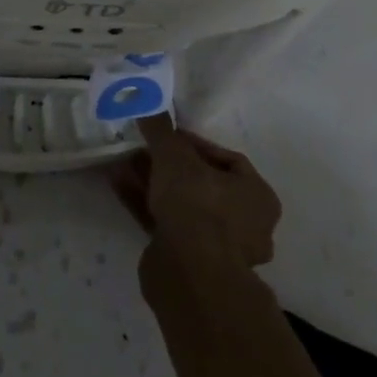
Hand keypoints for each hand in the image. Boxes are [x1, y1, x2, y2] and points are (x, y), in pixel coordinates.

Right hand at [110, 113, 281, 267]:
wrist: (190, 276)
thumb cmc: (197, 204)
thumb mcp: (175, 155)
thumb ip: (161, 129)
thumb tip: (146, 101)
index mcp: (257, 197)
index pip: (227, 160)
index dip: (194, 144)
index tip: (167, 136)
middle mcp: (245, 224)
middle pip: (201, 183)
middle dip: (167, 165)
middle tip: (141, 149)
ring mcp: (217, 249)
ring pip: (181, 205)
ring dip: (152, 183)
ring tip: (123, 164)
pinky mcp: (189, 265)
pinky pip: (166, 225)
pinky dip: (144, 204)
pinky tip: (119, 185)